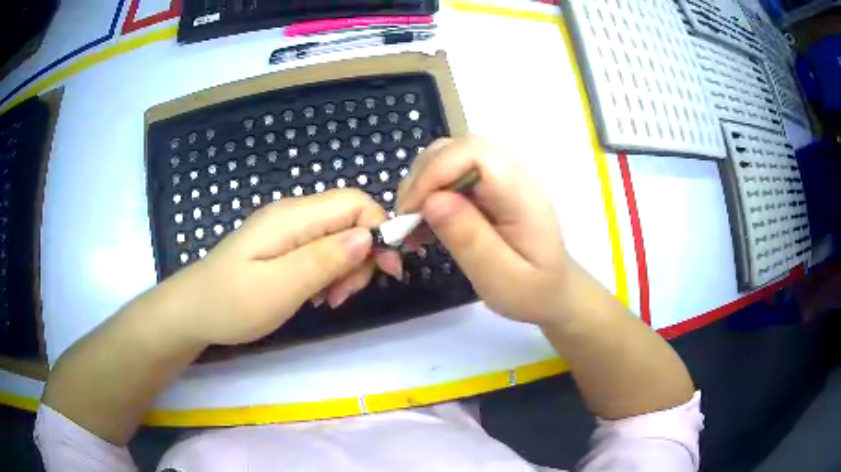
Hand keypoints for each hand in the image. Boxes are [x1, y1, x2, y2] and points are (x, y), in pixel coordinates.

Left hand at [161, 189, 401, 345]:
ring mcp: (286, 231)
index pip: (355, 202)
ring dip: (345, 268)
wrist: (191, 311)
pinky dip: (328, 273)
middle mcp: (293, 215)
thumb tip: (369, 236)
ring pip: (337, 237)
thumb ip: (325, 259)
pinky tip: (316, 296)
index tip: (388, 271)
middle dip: (361, 255)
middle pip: (350, 219)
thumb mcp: (280, 287)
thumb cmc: (231, 303)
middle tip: (344, 294)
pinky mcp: (281, 247)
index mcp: (293, 217)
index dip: (380, 230)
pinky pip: (319, 251)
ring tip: (329, 300)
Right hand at [398, 135, 572, 325]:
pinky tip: (424, 221)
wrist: (555, 293)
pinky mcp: (490, 190)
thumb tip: (431, 200)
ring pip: (452, 157)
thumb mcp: (501, 279)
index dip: (436, 171)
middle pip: (460, 148)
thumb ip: (470, 239)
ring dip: (424, 183)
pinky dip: (431, 193)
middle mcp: (513, 177)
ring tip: (412, 221)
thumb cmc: (532, 292)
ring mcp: (502, 181)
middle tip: (406, 217)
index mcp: (522, 195)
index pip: (475, 154)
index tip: (413, 209)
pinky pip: (454, 176)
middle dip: (424, 176)